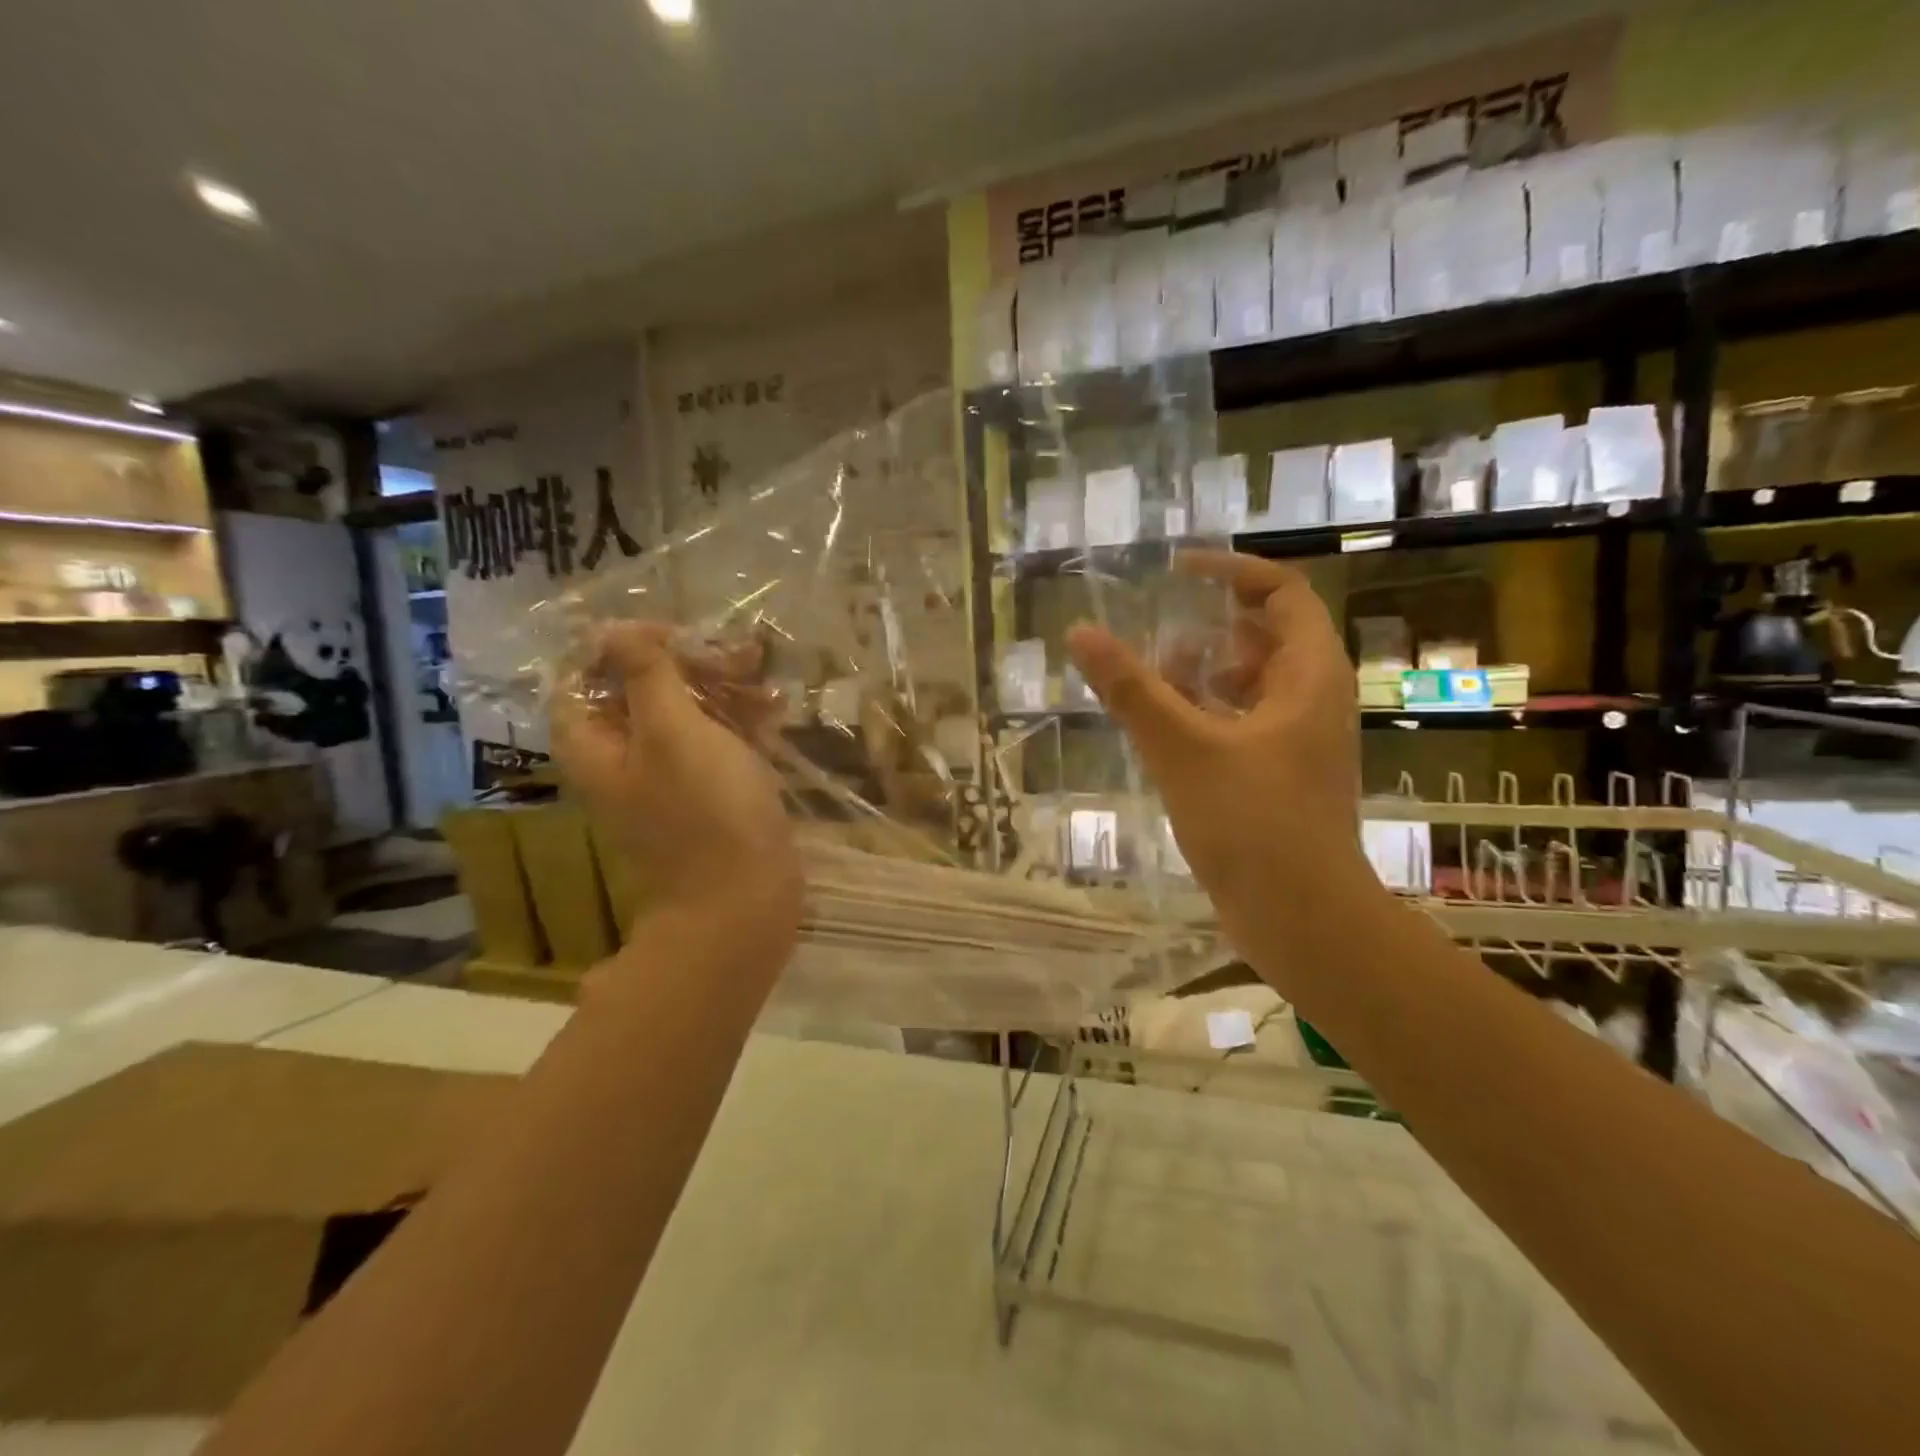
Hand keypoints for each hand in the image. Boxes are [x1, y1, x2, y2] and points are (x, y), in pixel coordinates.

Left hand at [553, 623, 801, 966]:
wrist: (743, 901)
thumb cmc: (706, 810)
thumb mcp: (673, 730)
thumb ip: (644, 674)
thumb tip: (614, 628)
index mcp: (594, 745)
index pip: (583, 675)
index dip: (621, 647)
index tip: (672, 636)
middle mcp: (622, 759)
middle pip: (640, 691)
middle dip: (687, 665)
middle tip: (737, 654)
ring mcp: (667, 780)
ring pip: (684, 716)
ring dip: (721, 690)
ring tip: (764, 677)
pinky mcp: (706, 795)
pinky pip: (714, 745)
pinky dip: (738, 723)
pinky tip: (774, 711)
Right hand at [1066, 552, 1365, 974]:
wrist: (1302, 918)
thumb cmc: (1252, 823)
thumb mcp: (1183, 747)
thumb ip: (1131, 689)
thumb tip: (1080, 633)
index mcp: (1310, 676)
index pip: (1281, 594)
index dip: (1231, 572)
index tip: (1177, 570)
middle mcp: (1313, 700)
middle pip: (1268, 636)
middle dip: (1213, 626)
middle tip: (1158, 629)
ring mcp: (1299, 742)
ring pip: (1253, 684)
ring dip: (1207, 672)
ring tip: (1154, 677)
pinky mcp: (1281, 777)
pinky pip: (1244, 724)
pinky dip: (1208, 714)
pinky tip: (1166, 731)